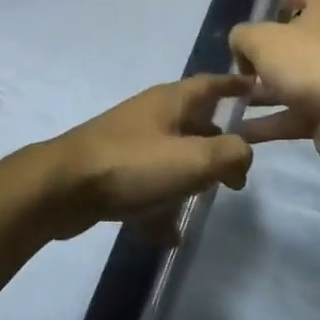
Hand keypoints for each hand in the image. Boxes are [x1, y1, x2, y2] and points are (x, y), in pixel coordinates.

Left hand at [34, 74, 255, 239]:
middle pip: (193, 123)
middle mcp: (150, 116)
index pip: (210, 84)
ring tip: (206, 201)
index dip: (234, 86)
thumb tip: (243, 153)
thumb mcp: (192, 159)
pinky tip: (169, 234)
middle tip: (238, 174)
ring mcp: (129, 143)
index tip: (256, 88)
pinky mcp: (112, 171)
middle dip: (217, 145)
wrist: (63, 188)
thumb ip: (229, 154)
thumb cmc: (132, 165)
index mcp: (170, 101)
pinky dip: (160, 206)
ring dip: (189, 177)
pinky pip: (147, 186)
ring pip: (170, 156)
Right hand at [229, 0, 319, 162]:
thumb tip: (242, 47)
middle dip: (267, 54)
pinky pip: (297, 114)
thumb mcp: (260, 40)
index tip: (268, 8)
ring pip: (295, 81)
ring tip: (232, 101)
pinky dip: (271, 122)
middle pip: (298, 42)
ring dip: (264, 93)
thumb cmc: (307, 61)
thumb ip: (242, 37)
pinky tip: (241, 131)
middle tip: (241, 64)